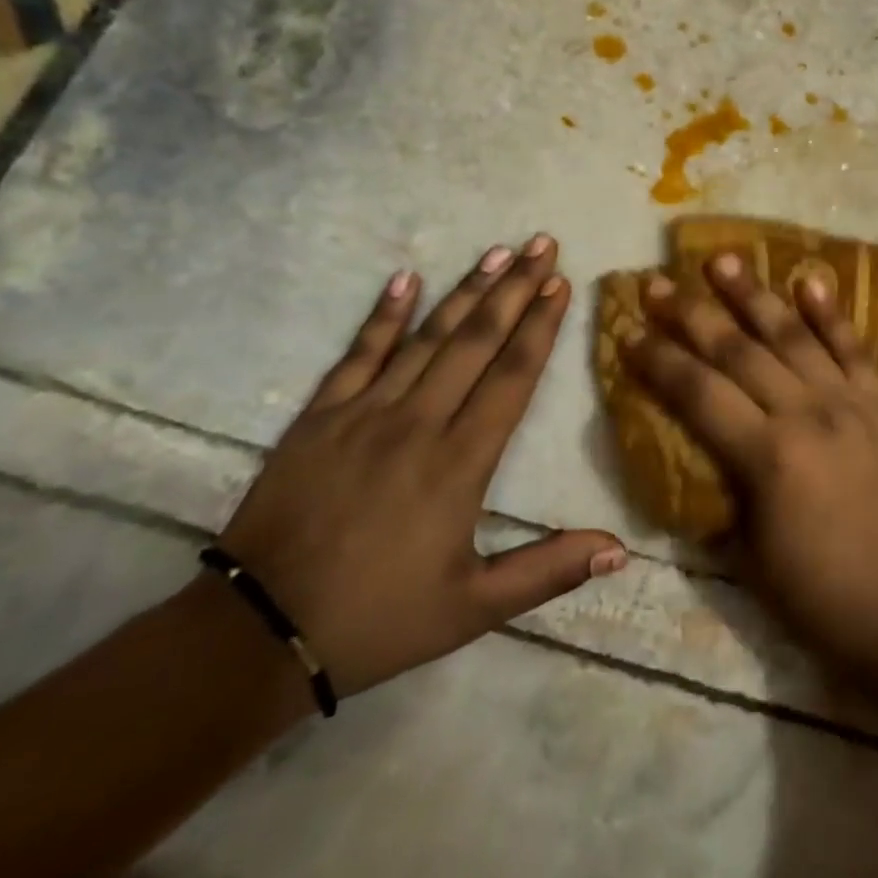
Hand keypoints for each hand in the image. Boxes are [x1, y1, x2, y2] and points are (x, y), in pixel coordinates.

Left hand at [217, 235, 625, 698]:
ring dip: (465, 290)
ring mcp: (364, 413)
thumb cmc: (378, 619)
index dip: (540, 326)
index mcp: (460, 462)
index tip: (561, 283)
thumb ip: (549, 571)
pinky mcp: (320, 417)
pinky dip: (383, 315)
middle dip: (515, 288)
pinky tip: (404, 279)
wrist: (257, 634)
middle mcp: (418, 422)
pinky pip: (358, 354)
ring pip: (426, 337)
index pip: (512, 376)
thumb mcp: (473, 608)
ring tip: (497, 251)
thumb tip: (620, 548)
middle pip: (476, 341)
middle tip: (541, 244)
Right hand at [623, 254, 877, 684]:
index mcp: (768, 457)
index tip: (630, 331)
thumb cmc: (818, 596)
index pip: (699, 393)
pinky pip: (855, 349)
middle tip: (660, 283)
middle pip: (739, 351)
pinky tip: (810, 280)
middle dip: (693, 315)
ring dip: (754, 296)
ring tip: (724, 260)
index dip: (660, 361)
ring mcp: (851, 404)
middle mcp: (807, 415)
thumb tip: (703, 444)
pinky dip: (832, 314)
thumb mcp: (748, 551)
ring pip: (793, 336)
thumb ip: (724, 487)